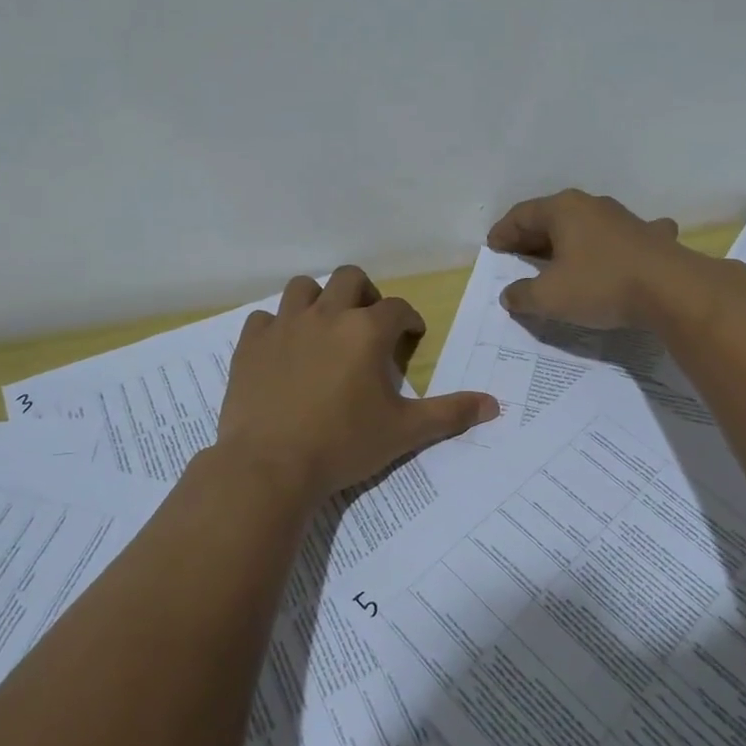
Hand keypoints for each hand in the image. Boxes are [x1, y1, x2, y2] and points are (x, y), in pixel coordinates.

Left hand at [215, 266, 498, 504]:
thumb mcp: (404, 431)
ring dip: (319, 300)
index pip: (397, 308)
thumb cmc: (343, 445)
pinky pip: (264, 318)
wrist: (270, 467)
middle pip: (350, 279)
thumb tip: (494, 404)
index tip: (411, 336)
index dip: (408, 319)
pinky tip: (284, 350)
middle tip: (368, 324)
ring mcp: (284, 326)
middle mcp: (326, 315)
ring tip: (325, 327)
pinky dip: (277, 327)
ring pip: (303, 287)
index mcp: (366, 331)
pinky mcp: (251, 344)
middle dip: (365, 295)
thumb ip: (450, 413)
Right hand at [487, 189, 693, 329]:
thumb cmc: (600, 285)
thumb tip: (509, 294)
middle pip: (552, 218)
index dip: (503, 233)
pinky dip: (612, 245)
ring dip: (570, 240)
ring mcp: (624, 218)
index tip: (493, 249)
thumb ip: (523, 295)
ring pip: (586, 225)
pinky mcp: (651, 236)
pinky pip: (622, 237)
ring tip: (559, 258)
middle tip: (518, 256)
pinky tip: (620, 251)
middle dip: (532, 237)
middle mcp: (592, 205)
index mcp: (563, 210)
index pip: (521, 215)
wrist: (671, 290)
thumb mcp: (549, 297)